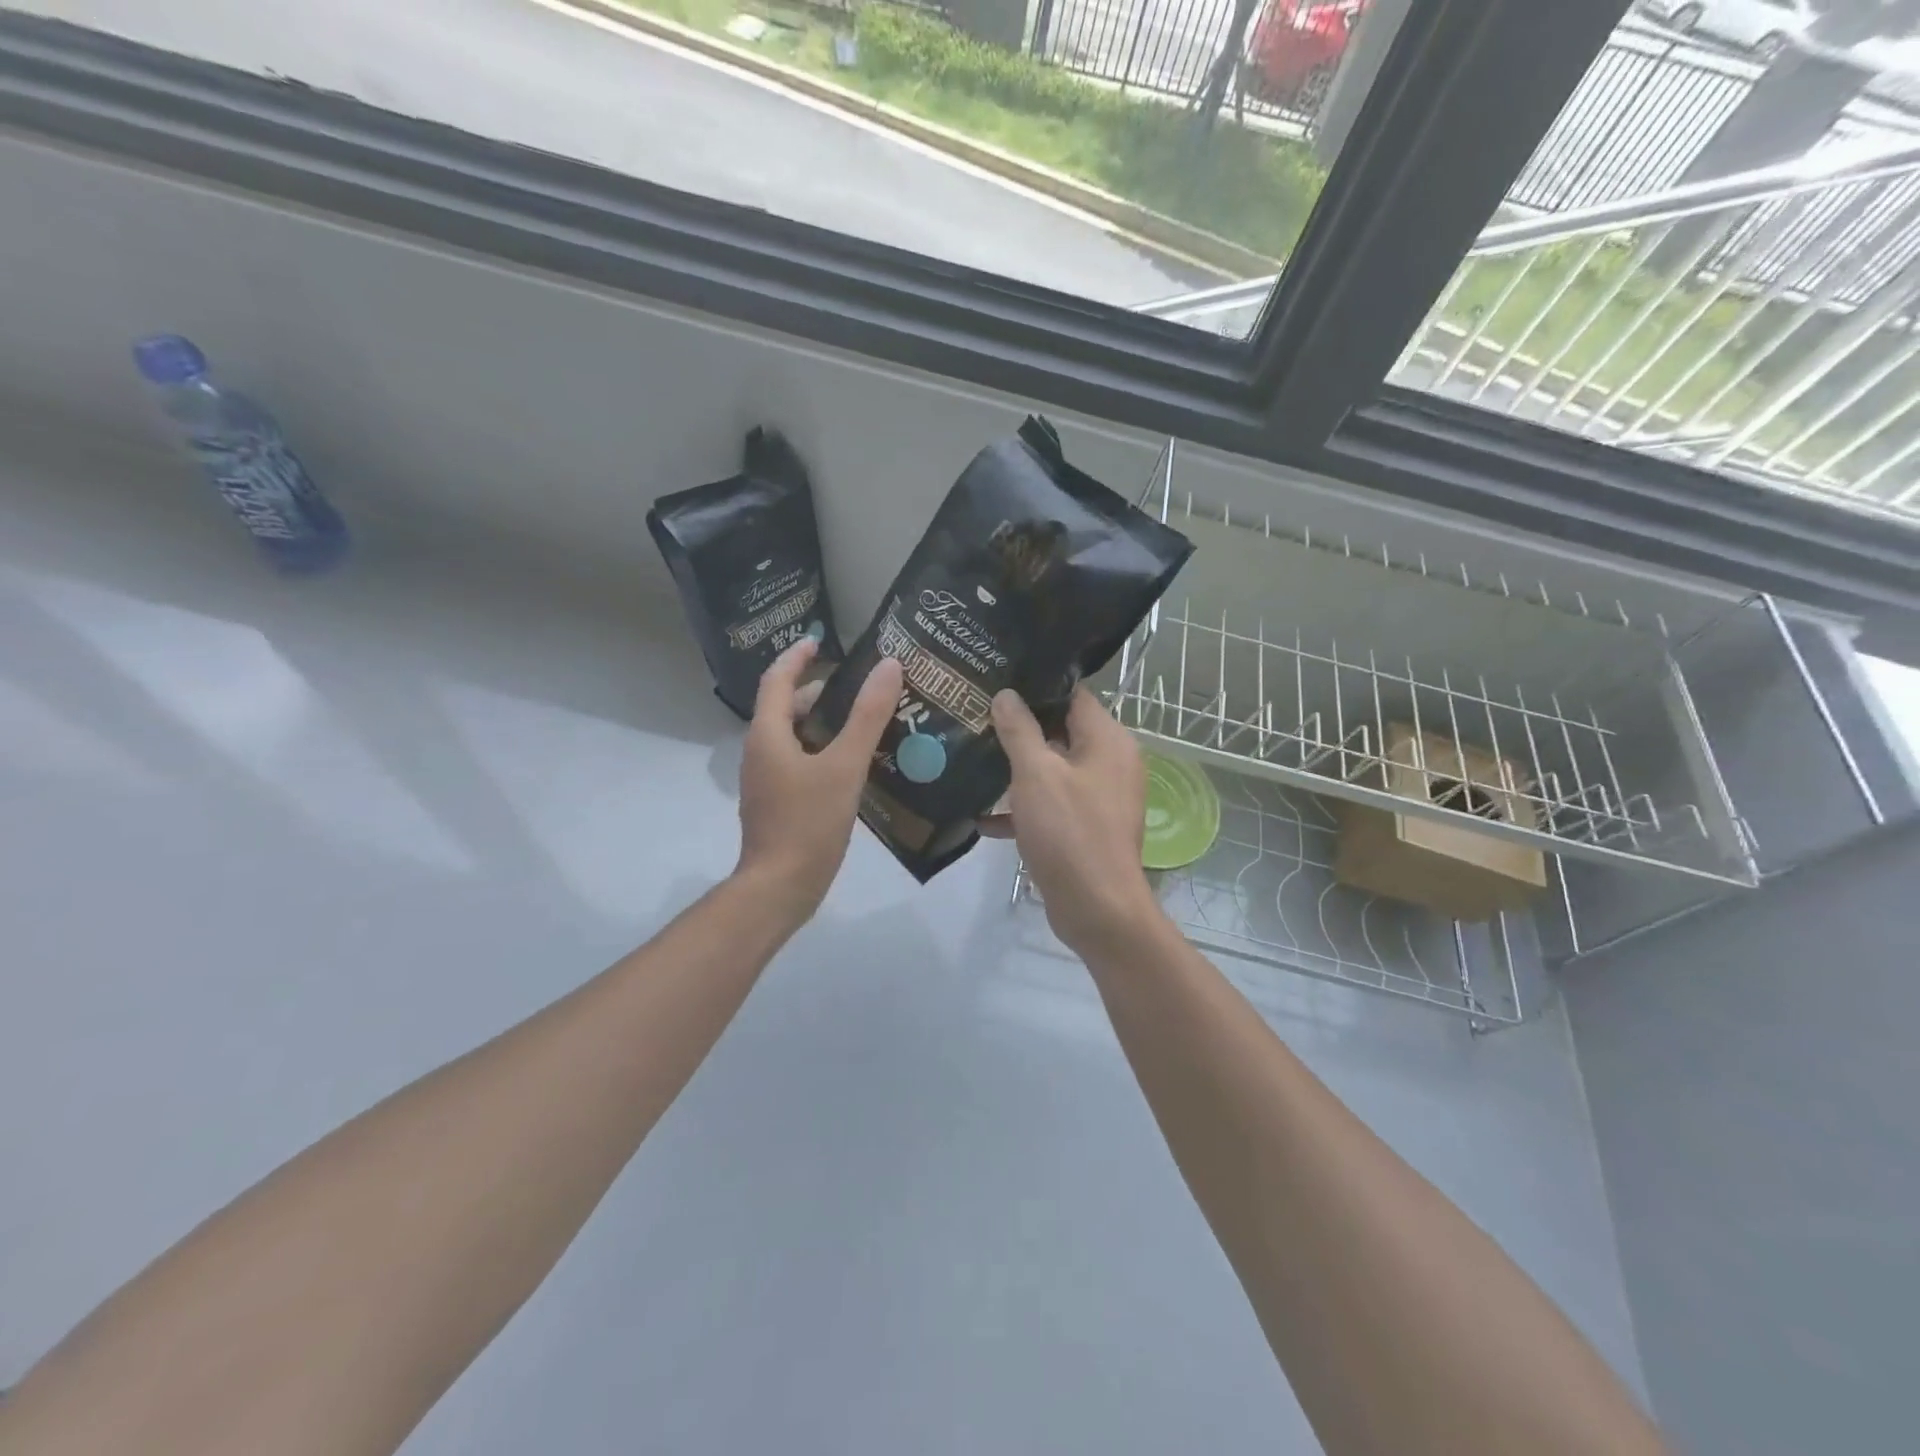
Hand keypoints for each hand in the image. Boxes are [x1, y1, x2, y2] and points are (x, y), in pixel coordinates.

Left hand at [734, 639, 901, 922]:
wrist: (780, 887)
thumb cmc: (808, 822)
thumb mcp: (844, 766)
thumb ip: (867, 716)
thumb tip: (889, 666)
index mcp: (768, 735)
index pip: (777, 680)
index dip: (797, 656)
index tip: (821, 640)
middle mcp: (761, 752)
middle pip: (786, 708)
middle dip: (818, 691)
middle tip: (860, 686)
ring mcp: (767, 780)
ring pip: (794, 737)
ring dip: (823, 722)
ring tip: (864, 721)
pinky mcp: (778, 802)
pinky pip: (799, 762)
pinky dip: (823, 750)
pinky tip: (854, 764)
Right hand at [981, 687, 1163, 956]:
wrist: (1097, 909)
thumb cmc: (1069, 832)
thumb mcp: (1036, 774)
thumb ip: (1019, 730)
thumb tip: (1006, 694)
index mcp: (1107, 740)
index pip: (1072, 694)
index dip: (1035, 686)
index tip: (996, 681)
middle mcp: (1110, 762)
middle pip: (1061, 730)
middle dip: (1018, 727)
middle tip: (974, 715)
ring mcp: (1100, 796)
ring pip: (1053, 769)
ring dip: (1016, 768)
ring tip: (971, 756)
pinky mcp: (1086, 826)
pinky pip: (1052, 804)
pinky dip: (1024, 806)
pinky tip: (983, 814)